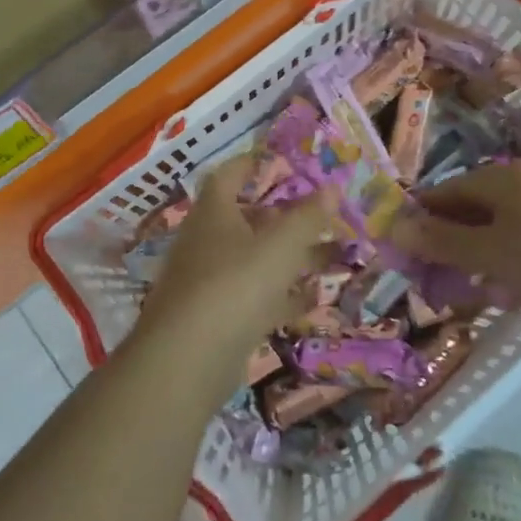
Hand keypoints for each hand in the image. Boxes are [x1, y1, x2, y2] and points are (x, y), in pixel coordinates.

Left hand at [135, 157, 336, 375]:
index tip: (279, 160)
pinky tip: (315, 298)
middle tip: (319, 212)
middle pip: (246, 219)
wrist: (187, 361)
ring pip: (255, 259)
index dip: (251, 164)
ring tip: (332, 254)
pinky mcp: (218, 318)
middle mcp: (207, 242)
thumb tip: (332, 187)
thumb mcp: (280, 247)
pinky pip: (256, 296)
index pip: (229, 176)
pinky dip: (283, 294)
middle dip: (284, 215)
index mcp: (214, 214)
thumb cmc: (235, 285)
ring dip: (290, 256)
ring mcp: (210, 282)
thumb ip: (308, 218)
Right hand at [389, 161, 520, 322]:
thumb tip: (393, 226)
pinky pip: (519, 240)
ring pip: (493, 228)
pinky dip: (502, 261)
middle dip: (445, 244)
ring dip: (473, 256)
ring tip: (461, 290)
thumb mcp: (491, 253)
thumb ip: (441, 241)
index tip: (400, 256)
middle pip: (467, 209)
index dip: (418, 222)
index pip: (441, 193)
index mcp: (499, 177)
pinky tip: (501, 290)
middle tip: (429, 280)